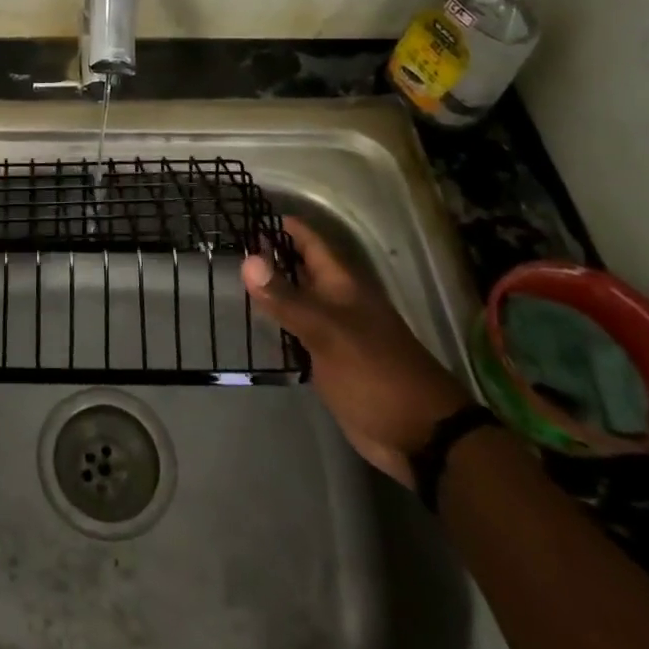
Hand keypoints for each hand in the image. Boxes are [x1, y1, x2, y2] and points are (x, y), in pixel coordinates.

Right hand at [242, 215, 470, 484]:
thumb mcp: (328, 332)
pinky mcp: (328, 359)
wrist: (421, 436)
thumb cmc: (376, 373)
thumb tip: (246, 259)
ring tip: (230, 275)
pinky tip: (252, 321)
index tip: (245, 212)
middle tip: (227, 242)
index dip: (281, 224)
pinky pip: (296, 330)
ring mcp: (333, 331)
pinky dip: (275, 322)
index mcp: (342, 284)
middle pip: (299, 267)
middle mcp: (336, 301)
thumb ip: (286, 298)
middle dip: (268, 254)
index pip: (309, 241)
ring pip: (295, 298)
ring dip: (269, 288)